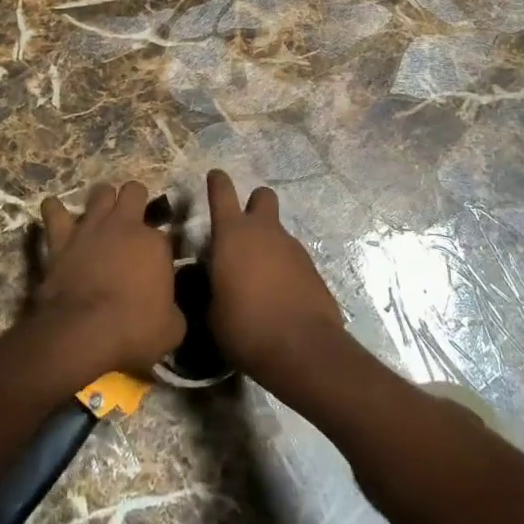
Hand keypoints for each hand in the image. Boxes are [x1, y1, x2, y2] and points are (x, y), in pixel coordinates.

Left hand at [35, 181, 184, 373]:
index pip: (164, 234)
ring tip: (101, 213)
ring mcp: (92, 227)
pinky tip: (54, 209)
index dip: (159, 248)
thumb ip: (173, 311)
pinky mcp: (62, 238)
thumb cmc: (133, 330)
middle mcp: (126, 225)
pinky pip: (54, 212)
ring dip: (102, 200)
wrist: (83, 333)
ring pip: (100, 192)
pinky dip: (54, 210)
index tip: (155, 264)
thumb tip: (168, 311)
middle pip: (134, 191)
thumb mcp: (172, 330)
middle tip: (131, 221)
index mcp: (156, 244)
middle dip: (134, 200)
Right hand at [205, 169, 345, 387]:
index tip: (215, 176)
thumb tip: (215, 285)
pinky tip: (278, 296)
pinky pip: (292, 258)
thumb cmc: (245, 327)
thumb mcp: (212, 312)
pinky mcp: (312, 267)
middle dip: (254, 205)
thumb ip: (212, 287)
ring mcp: (293, 247)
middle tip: (243, 231)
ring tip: (258, 280)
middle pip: (262, 196)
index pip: (222, 193)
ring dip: (268, 245)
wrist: (302, 348)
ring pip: (277, 231)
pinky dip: (283, 268)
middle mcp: (264, 232)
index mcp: (232, 235)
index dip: (217, 182)